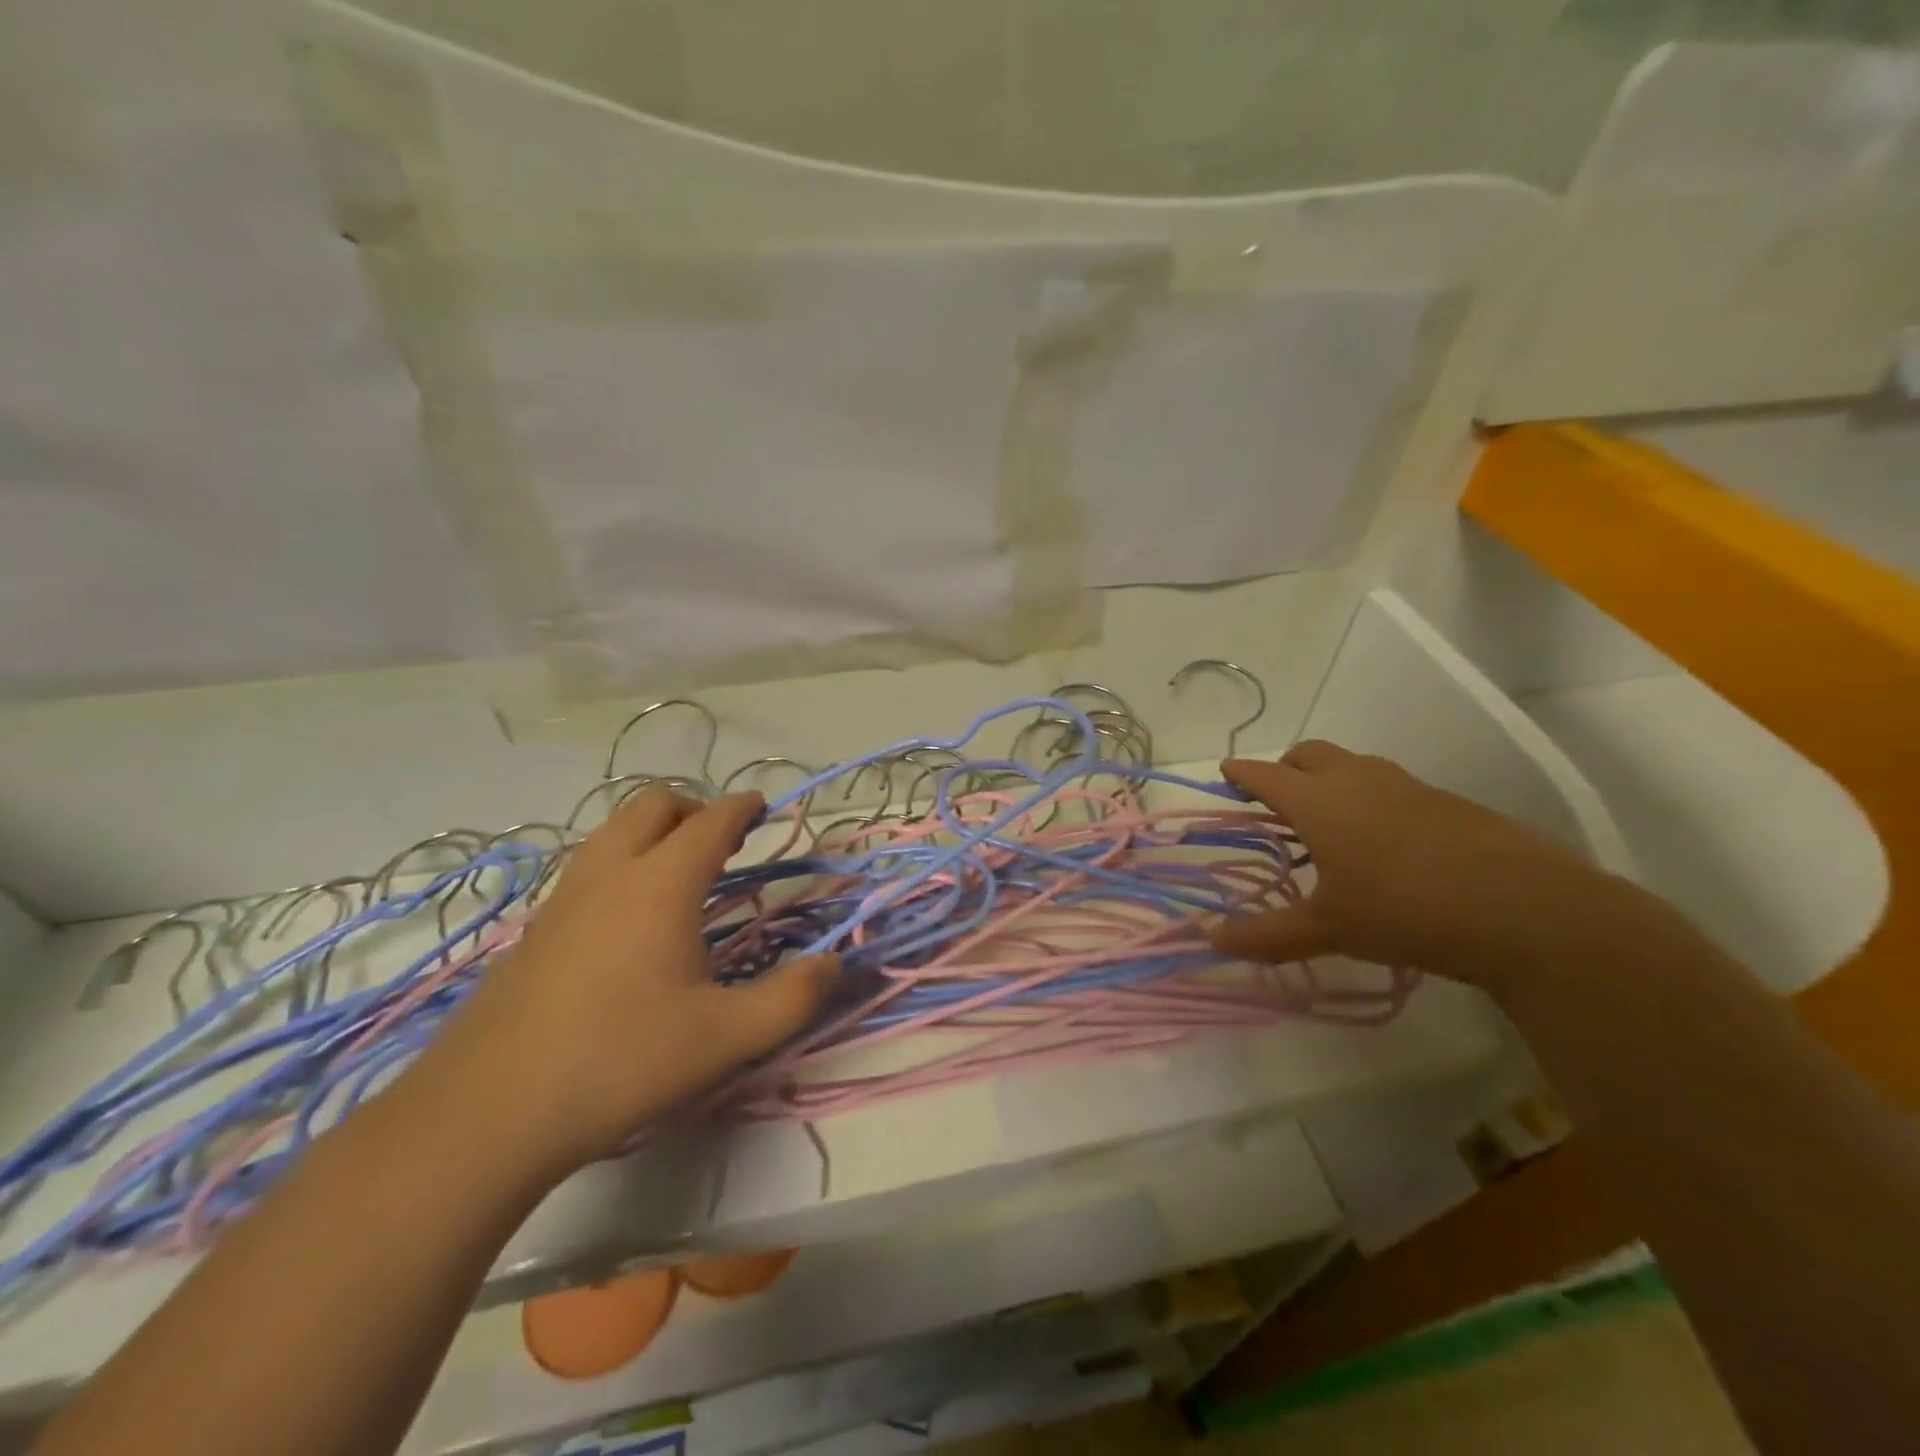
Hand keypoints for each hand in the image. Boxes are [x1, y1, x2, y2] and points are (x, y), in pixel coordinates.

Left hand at [411, 789, 837, 1181]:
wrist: (487, 1113)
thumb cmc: (621, 1062)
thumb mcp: (726, 1038)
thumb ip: (793, 998)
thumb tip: (835, 964)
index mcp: (661, 885)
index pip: (710, 822)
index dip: (742, 807)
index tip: (762, 806)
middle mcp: (610, 874)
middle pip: (653, 805)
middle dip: (694, 808)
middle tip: (723, 839)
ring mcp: (563, 899)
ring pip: (613, 832)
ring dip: (653, 831)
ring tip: (679, 870)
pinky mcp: (534, 930)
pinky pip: (588, 868)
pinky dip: (622, 863)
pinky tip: (629, 919)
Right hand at [1210, 741, 1630, 990]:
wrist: (1526, 911)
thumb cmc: (1404, 911)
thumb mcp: (1328, 930)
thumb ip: (1267, 935)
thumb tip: (1212, 941)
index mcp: (1319, 802)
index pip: (1265, 775)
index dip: (1240, 773)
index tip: (1225, 773)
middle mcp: (1358, 780)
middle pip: (1309, 754)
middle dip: (1285, 767)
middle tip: (1276, 799)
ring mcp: (1407, 786)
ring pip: (1353, 765)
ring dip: (1330, 779)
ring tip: (1329, 822)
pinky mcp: (1447, 801)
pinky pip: (1391, 786)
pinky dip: (1370, 798)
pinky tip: (1385, 843)